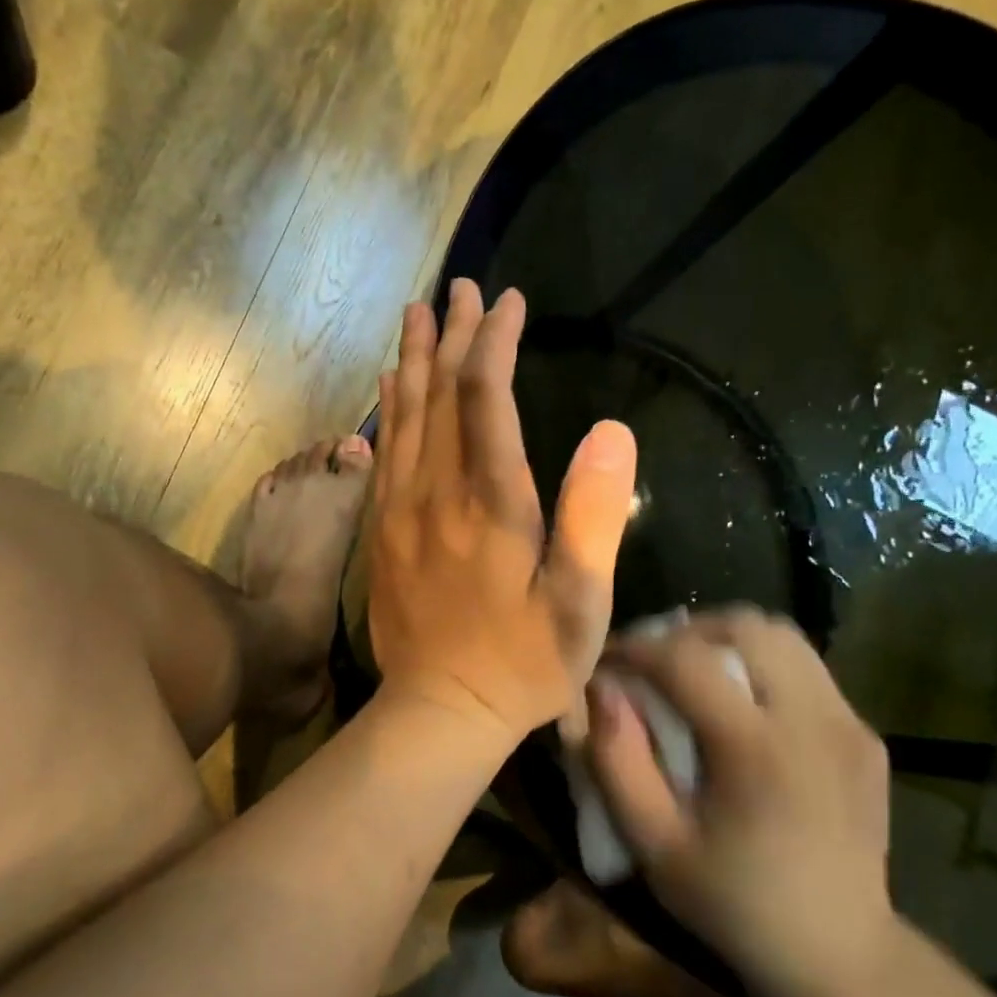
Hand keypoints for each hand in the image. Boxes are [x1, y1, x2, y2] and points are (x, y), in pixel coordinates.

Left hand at [366, 279, 637, 742]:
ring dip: (412, 361)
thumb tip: (613, 431)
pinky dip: (389, 412)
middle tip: (457, 288)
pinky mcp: (383, 532)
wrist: (441, 709)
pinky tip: (390, 387)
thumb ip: (595, 518)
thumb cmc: (522, 663)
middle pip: (439, 395)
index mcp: (491, 503)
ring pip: (404, 418)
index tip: (508, 303)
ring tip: (415, 314)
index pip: (488, 399)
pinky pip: (384, 454)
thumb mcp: (579, 604)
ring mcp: (401, 511)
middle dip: (450, 336)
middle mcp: (438, 493)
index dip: (496, 343)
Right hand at [586, 608, 894, 996]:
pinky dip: (760, 667)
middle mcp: (813, 720)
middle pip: (746, 626)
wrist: (842, 954)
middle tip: (651, 664)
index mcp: (758, 750)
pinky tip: (740, 710)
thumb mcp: (653, 844)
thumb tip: (601, 690)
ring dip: (726, 641)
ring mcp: (849, 723)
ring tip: (692, 675)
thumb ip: (617, 761)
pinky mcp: (864, 735)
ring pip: (781, 636)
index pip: (687, 659)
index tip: (605, 661)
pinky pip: (805, 669)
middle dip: (685, 632)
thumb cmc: (734, 902)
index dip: (635, 648)